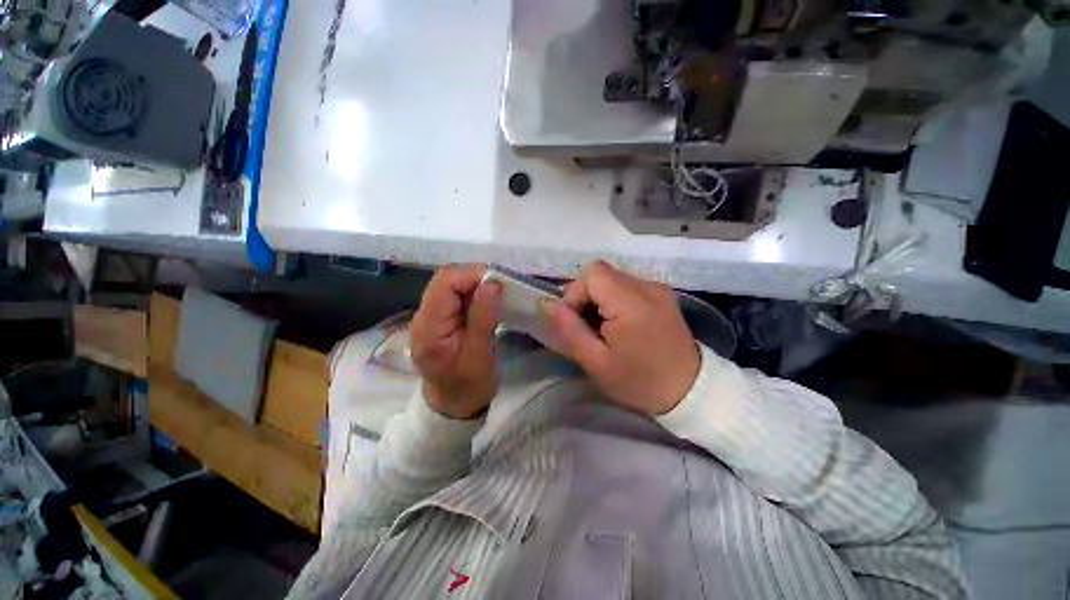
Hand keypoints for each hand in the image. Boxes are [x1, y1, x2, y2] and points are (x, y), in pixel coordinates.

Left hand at [410, 265, 501, 419]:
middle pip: (445, 280)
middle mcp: (422, 317)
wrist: (453, 406)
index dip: (471, 275)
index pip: (444, 283)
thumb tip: (492, 283)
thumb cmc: (469, 386)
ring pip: (450, 285)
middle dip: (474, 277)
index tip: (499, 282)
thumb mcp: (481, 355)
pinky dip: (472, 293)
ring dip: (474, 285)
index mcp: (429, 328)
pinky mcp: (438, 320)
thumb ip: (484, 316)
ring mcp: (428, 317)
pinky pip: (454, 296)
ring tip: (496, 293)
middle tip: (500, 287)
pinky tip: (486, 301)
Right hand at [541, 261, 699, 414]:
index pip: (592, 274)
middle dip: (585, 296)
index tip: (576, 321)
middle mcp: (647, 286)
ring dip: (599, 298)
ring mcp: (657, 288)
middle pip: (601, 273)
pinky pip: (627, 285)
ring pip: (613, 278)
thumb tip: (547, 304)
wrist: (690, 390)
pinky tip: (620, 323)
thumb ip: (570, 330)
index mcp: (631, 303)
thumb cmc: (640, 381)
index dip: (575, 293)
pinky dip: (615, 299)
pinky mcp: (662, 293)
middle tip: (587, 326)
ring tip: (603, 327)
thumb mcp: (597, 363)